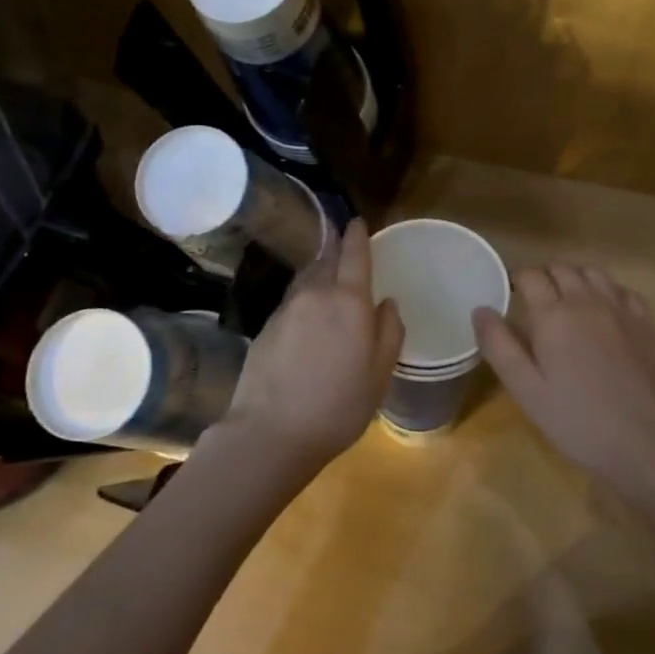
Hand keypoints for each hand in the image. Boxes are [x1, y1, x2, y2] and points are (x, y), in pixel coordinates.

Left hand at [228, 219, 403, 468]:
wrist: (270, 432)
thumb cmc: (338, 405)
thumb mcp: (379, 374)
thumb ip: (389, 332)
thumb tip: (387, 303)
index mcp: (349, 301)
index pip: (354, 255)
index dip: (357, 236)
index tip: (357, 221)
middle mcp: (315, 295)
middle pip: (327, 261)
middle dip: (337, 250)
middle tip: (345, 248)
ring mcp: (286, 309)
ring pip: (307, 280)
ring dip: (319, 274)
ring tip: (328, 281)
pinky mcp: (265, 327)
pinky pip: (292, 302)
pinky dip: (303, 300)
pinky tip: (307, 319)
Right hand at [474, 265, 654, 491]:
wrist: (645, 441)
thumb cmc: (577, 420)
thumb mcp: (526, 390)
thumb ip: (499, 346)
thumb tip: (480, 309)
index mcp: (553, 315)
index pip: (530, 277)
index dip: (516, 280)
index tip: (510, 295)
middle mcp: (586, 301)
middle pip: (562, 269)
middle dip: (545, 277)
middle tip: (535, 301)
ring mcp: (620, 309)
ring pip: (593, 272)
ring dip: (575, 277)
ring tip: (567, 299)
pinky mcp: (645, 323)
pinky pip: (623, 289)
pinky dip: (607, 290)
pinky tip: (604, 310)